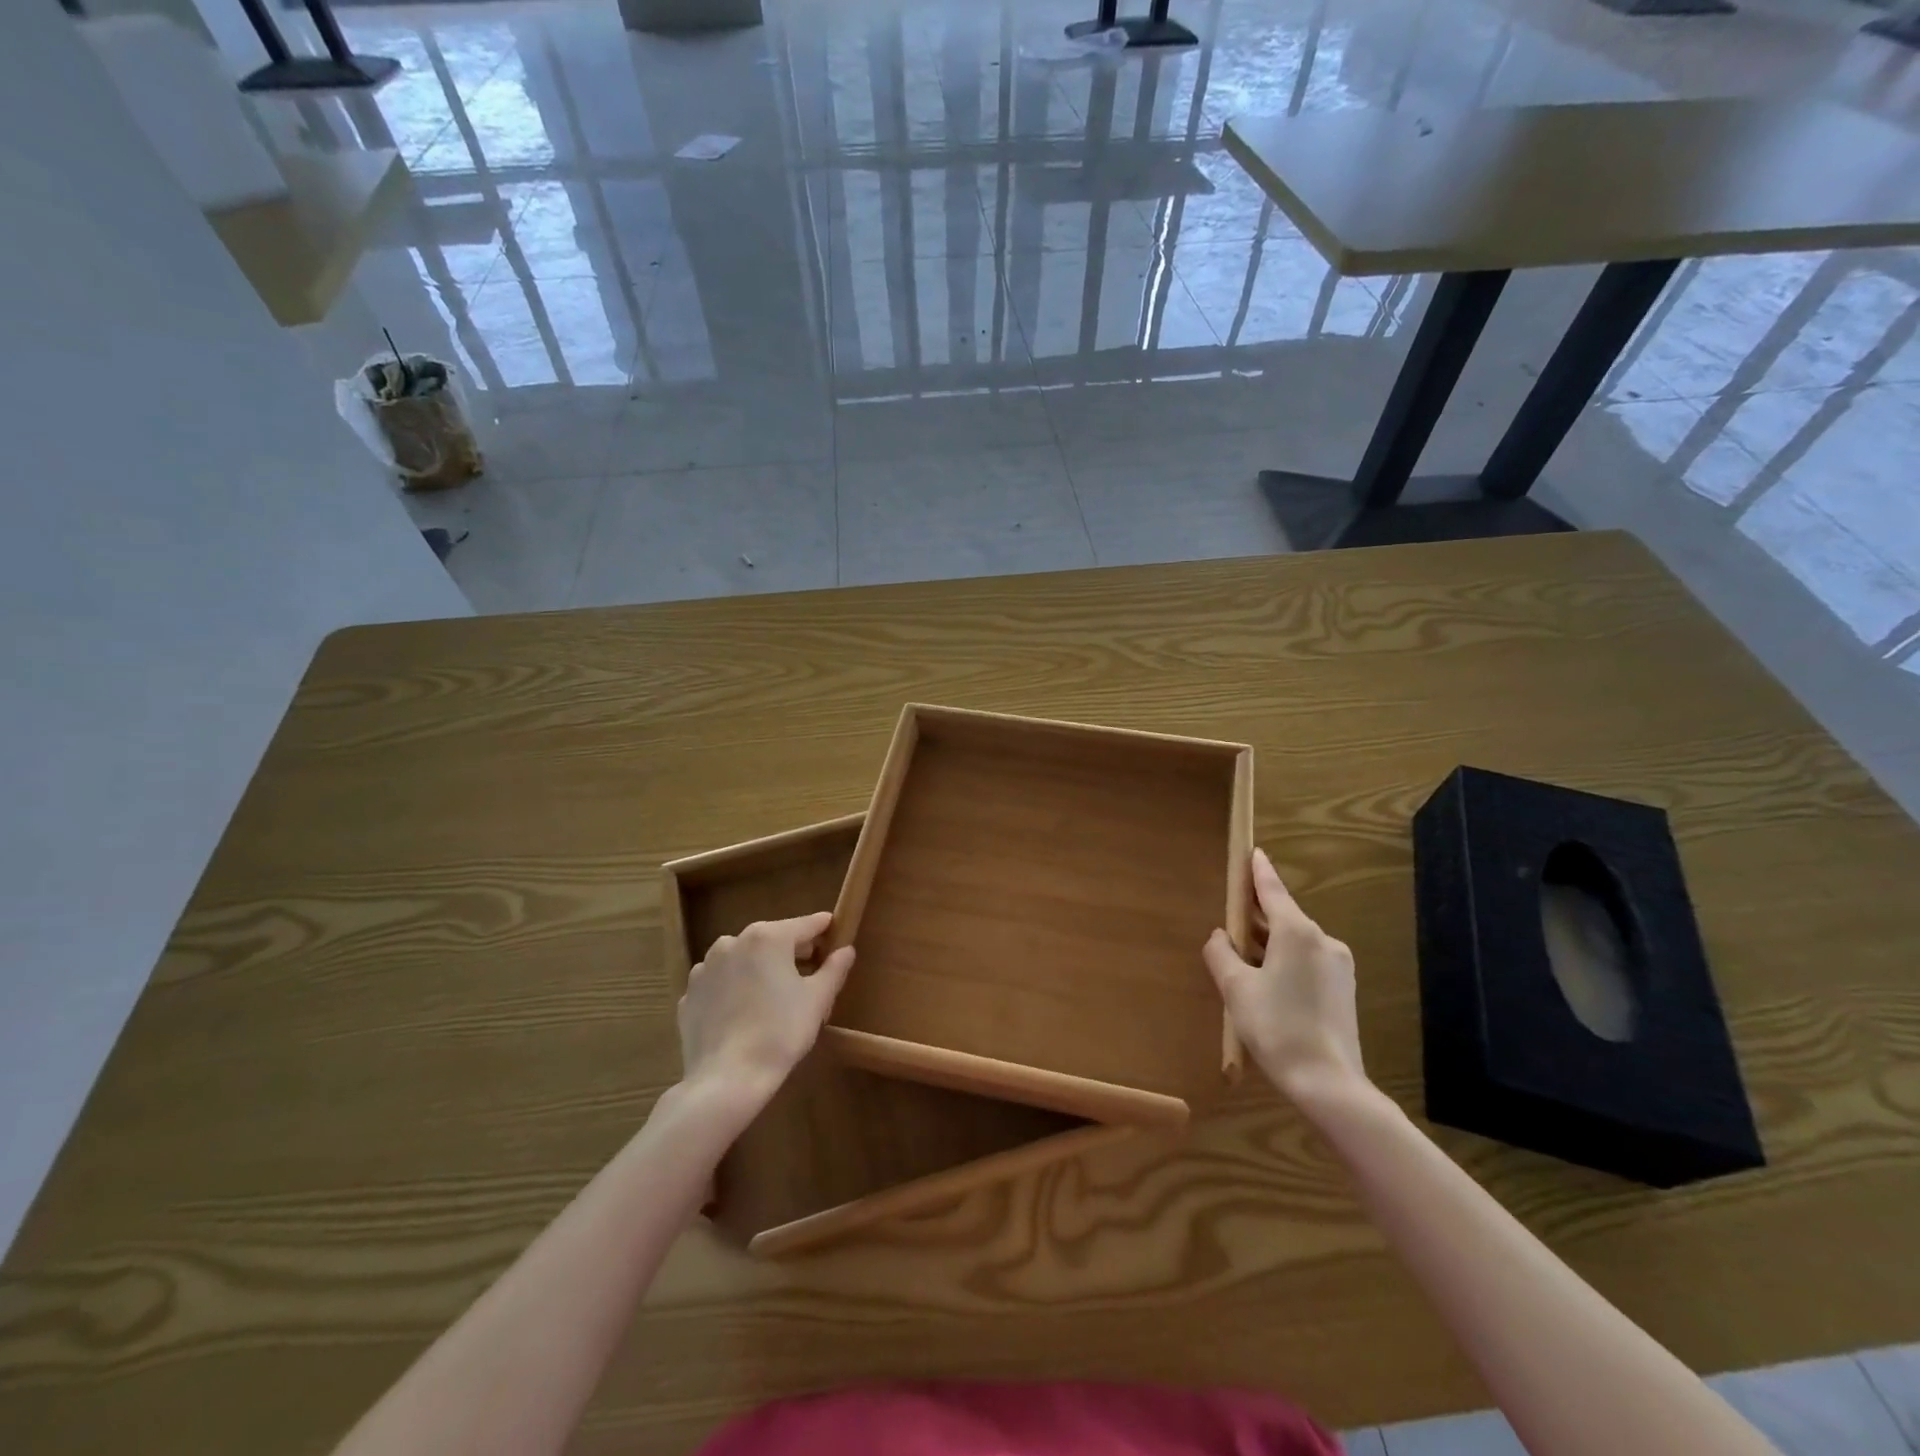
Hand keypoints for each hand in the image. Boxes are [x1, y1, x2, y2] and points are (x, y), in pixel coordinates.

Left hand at [678, 913, 853, 1101]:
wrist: (725, 1079)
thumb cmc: (780, 1032)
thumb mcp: (818, 1000)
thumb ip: (834, 969)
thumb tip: (846, 950)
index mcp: (768, 937)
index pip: (806, 924)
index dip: (824, 929)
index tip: (836, 933)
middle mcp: (733, 942)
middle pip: (772, 939)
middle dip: (792, 952)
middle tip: (810, 973)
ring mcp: (705, 968)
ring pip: (743, 959)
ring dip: (760, 969)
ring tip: (774, 996)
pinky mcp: (688, 994)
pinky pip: (720, 983)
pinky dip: (734, 989)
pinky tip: (744, 1014)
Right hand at [1204, 848, 1365, 1104]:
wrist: (1328, 1082)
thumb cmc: (1276, 1026)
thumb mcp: (1236, 988)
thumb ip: (1221, 954)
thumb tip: (1219, 936)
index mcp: (1297, 932)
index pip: (1273, 891)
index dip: (1259, 871)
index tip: (1253, 852)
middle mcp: (1323, 941)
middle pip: (1284, 917)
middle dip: (1258, 916)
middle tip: (1232, 916)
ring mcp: (1338, 966)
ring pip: (1296, 943)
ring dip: (1269, 944)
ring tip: (1242, 956)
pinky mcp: (1343, 990)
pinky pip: (1307, 963)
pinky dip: (1285, 962)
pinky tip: (1267, 982)